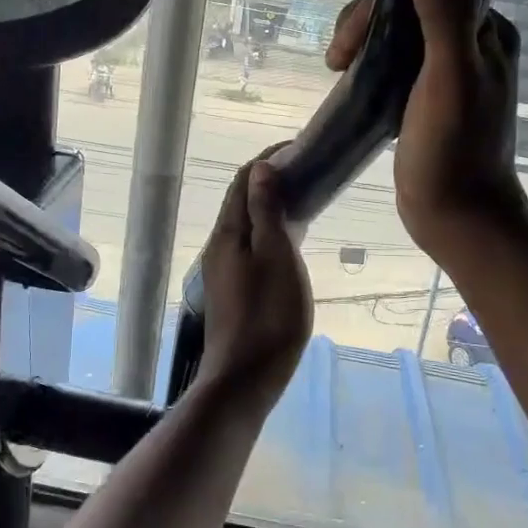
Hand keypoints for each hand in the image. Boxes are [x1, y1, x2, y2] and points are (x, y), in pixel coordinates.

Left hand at [195, 151, 312, 404]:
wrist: (245, 378)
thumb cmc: (268, 315)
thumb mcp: (275, 256)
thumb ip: (266, 211)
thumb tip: (259, 168)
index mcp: (228, 233)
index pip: (243, 180)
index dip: (268, 159)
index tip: (299, 149)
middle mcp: (220, 246)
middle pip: (242, 201)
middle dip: (270, 181)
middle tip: (307, 174)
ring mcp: (224, 270)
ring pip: (247, 225)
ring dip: (271, 207)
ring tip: (305, 202)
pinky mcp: (233, 290)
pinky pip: (251, 246)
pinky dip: (270, 232)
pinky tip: (290, 243)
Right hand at [326, 0, 527, 262]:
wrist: (457, 220)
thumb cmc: (453, 152)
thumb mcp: (449, 79)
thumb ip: (445, 14)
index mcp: (486, 31)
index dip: (380, 2)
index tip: (349, 41)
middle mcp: (472, 43)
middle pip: (407, 7)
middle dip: (365, 25)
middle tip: (336, 63)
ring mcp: (450, 72)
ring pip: (398, 34)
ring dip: (364, 44)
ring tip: (338, 72)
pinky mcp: (430, 97)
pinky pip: (395, 62)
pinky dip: (370, 64)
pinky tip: (353, 82)